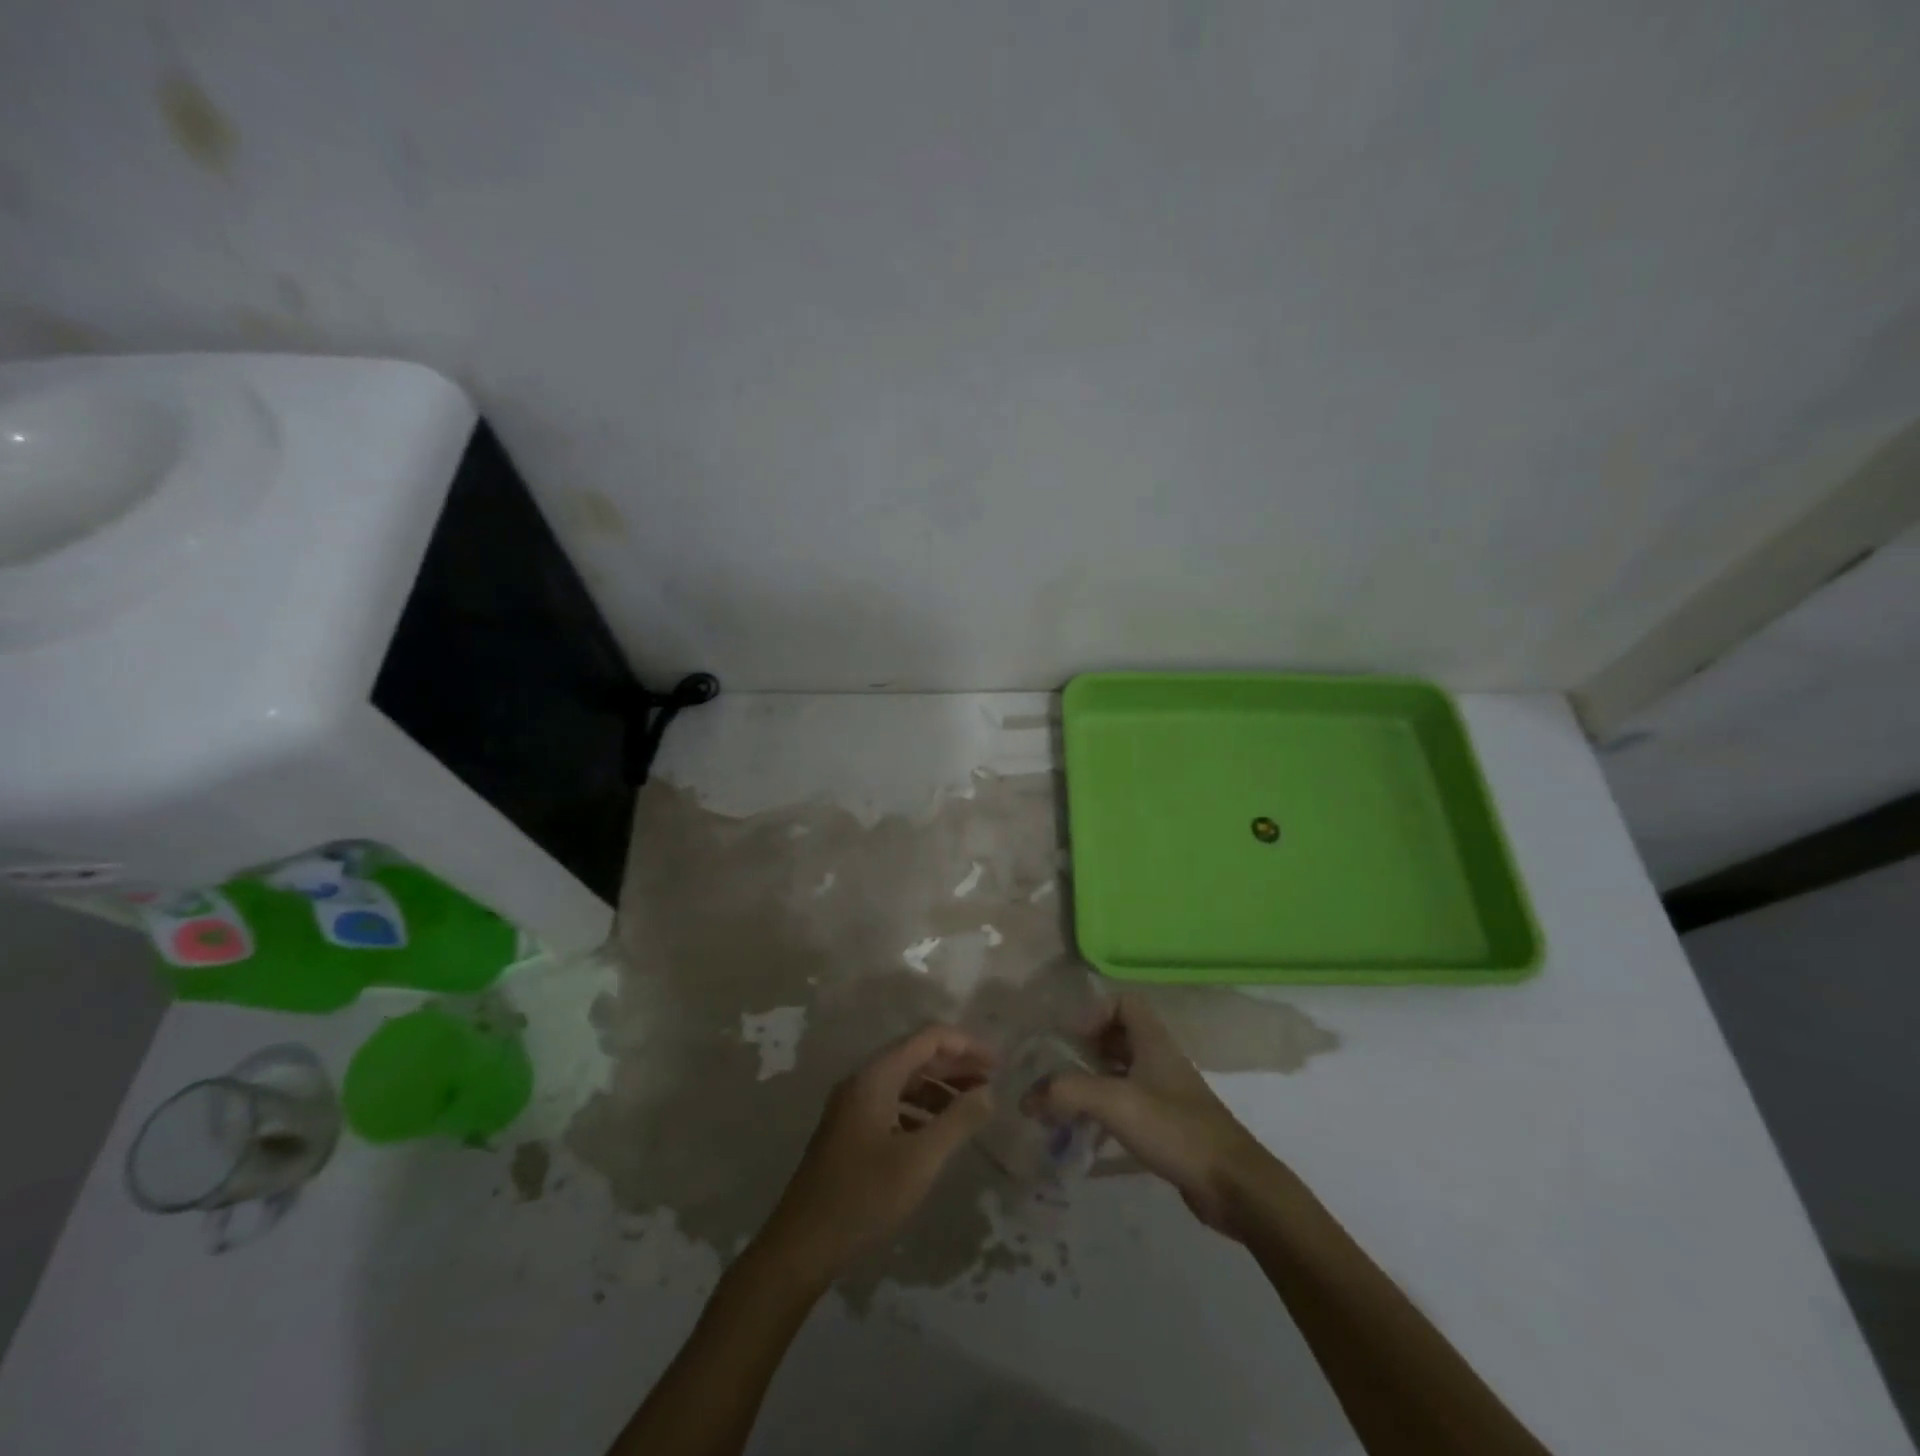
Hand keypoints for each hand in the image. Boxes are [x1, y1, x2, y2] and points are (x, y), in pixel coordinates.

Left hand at [759, 1025, 994, 1282]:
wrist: (802, 1246)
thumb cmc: (864, 1197)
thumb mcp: (919, 1160)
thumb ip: (957, 1121)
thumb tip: (989, 1092)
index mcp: (876, 1076)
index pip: (928, 1038)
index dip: (966, 1045)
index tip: (998, 1063)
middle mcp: (863, 1080)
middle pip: (917, 1056)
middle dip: (956, 1065)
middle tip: (993, 1081)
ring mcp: (854, 1105)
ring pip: (906, 1081)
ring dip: (941, 1088)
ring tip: (974, 1106)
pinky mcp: (851, 1130)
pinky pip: (894, 1103)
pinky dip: (922, 1109)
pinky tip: (941, 1131)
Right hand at [1031, 993, 1275, 1235]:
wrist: (1233, 1184)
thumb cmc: (1174, 1128)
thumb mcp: (1114, 1102)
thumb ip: (1067, 1093)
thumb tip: (1026, 1097)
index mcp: (1153, 1041)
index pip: (1124, 1003)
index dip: (1095, 1012)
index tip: (1071, 1039)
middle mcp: (1160, 1060)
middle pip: (1120, 1036)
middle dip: (1088, 1048)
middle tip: (1060, 1070)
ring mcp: (1167, 1094)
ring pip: (1124, 1072)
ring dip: (1095, 1082)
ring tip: (1066, 1104)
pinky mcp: (1170, 1126)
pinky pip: (1131, 1105)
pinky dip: (1108, 1112)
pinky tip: (1089, 1134)